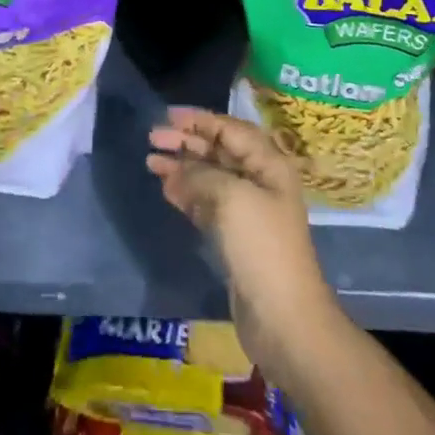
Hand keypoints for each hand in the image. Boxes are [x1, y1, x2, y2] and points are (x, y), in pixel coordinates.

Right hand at [146, 107, 340, 389]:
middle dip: (187, 141)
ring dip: (181, 167)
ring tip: (150, 161)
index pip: (232, 129)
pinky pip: (206, 204)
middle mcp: (260, 182)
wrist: (284, 319)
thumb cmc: (262, 248)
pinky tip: (165, 188)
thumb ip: (201, 176)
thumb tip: (175, 171)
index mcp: (269, 165)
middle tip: (152, 137)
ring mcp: (248, 212)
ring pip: (209, 177)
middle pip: (219, 151)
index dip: (200, 119)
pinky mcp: (235, 238)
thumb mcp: (232, 199)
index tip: (168, 115)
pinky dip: (186, 193)